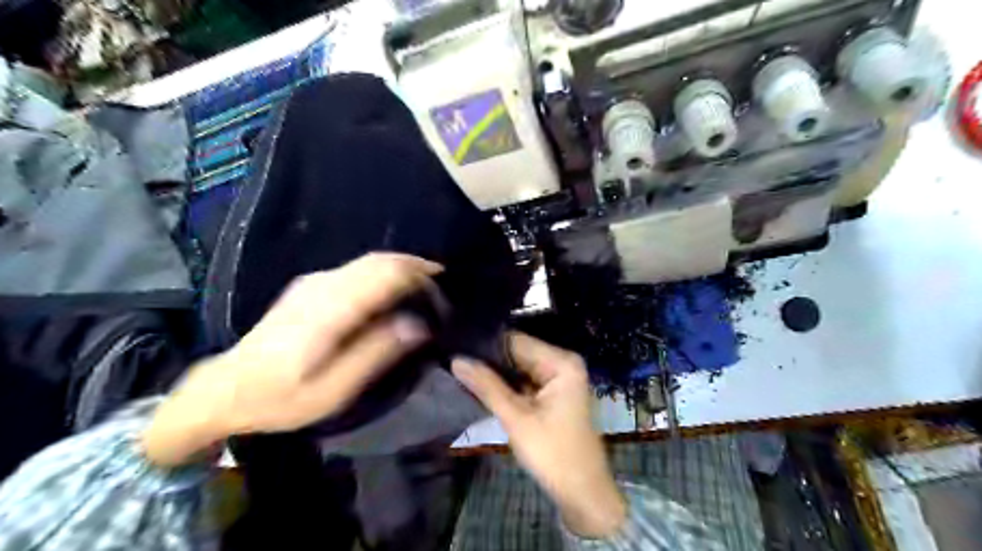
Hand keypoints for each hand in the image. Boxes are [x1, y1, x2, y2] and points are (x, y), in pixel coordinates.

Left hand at [141, 253, 441, 464]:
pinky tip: (393, 293)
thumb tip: (418, 325)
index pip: (383, 273)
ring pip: (368, 261)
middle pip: (378, 260)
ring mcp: (313, 283)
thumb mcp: (333, 390)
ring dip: (400, 268)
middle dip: (415, 266)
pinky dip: (382, 274)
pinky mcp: (309, 287)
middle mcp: (322, 286)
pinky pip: (356, 269)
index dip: (419, 273)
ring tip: (425, 289)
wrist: (224, 390)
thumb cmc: (280, 399)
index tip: (445, 288)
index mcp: (329, 310)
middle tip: (442, 287)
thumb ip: (376, 352)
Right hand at [451, 330, 624, 538]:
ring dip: (495, 374)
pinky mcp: (554, 394)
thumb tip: (456, 359)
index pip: (516, 341)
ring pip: (519, 368)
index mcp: (562, 362)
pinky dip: (506, 386)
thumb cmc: (553, 454)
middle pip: (518, 353)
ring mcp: (559, 379)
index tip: (455, 349)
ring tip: (460, 371)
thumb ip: (486, 386)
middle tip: (453, 362)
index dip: (485, 346)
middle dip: (488, 361)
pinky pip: (525, 382)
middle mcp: (563, 363)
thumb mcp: (516, 418)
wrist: (582, 493)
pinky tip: (480, 386)